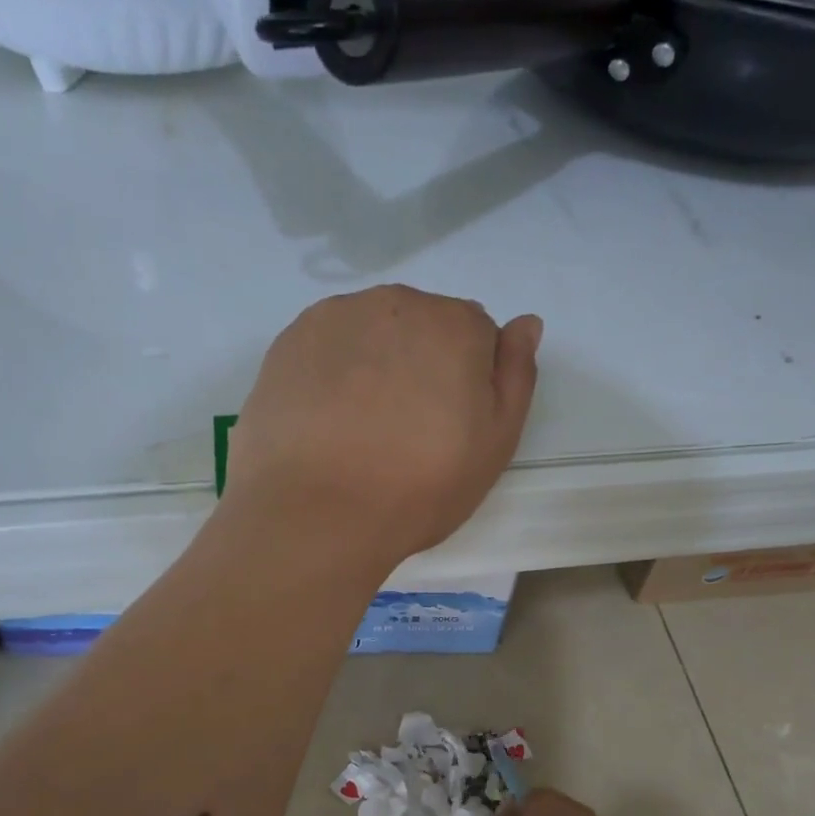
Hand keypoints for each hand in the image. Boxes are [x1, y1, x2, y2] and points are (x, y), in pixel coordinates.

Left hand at [226, 285, 540, 570]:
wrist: (317, 513)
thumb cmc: (420, 486)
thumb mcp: (495, 442)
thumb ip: (516, 374)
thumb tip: (525, 323)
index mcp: (455, 323)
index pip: (476, 335)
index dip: (468, 380)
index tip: (450, 424)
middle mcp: (396, 303)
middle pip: (422, 326)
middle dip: (422, 364)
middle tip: (406, 429)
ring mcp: (335, 318)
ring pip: (372, 333)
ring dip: (376, 363)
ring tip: (362, 428)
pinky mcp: (289, 342)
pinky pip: (327, 347)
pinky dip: (332, 372)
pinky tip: (326, 420)